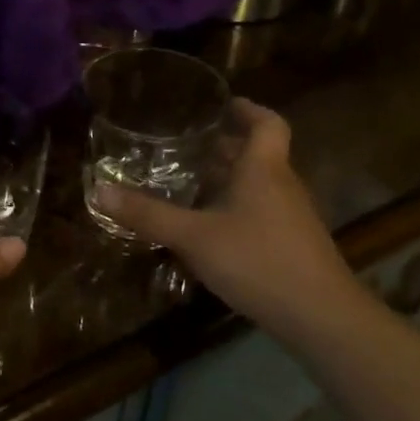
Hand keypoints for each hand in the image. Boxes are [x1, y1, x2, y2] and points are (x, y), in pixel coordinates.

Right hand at [93, 100, 367, 341]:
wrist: (320, 316)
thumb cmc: (257, 260)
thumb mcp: (193, 237)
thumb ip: (148, 215)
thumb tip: (99, 190)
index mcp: (263, 169)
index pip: (266, 123)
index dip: (247, 109)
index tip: (223, 104)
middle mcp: (282, 185)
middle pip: (258, 154)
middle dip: (225, 147)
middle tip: (187, 146)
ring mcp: (292, 217)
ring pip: (259, 185)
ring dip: (230, 179)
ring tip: (191, 184)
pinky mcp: (292, 245)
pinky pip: (261, 212)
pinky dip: (236, 209)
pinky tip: (210, 230)